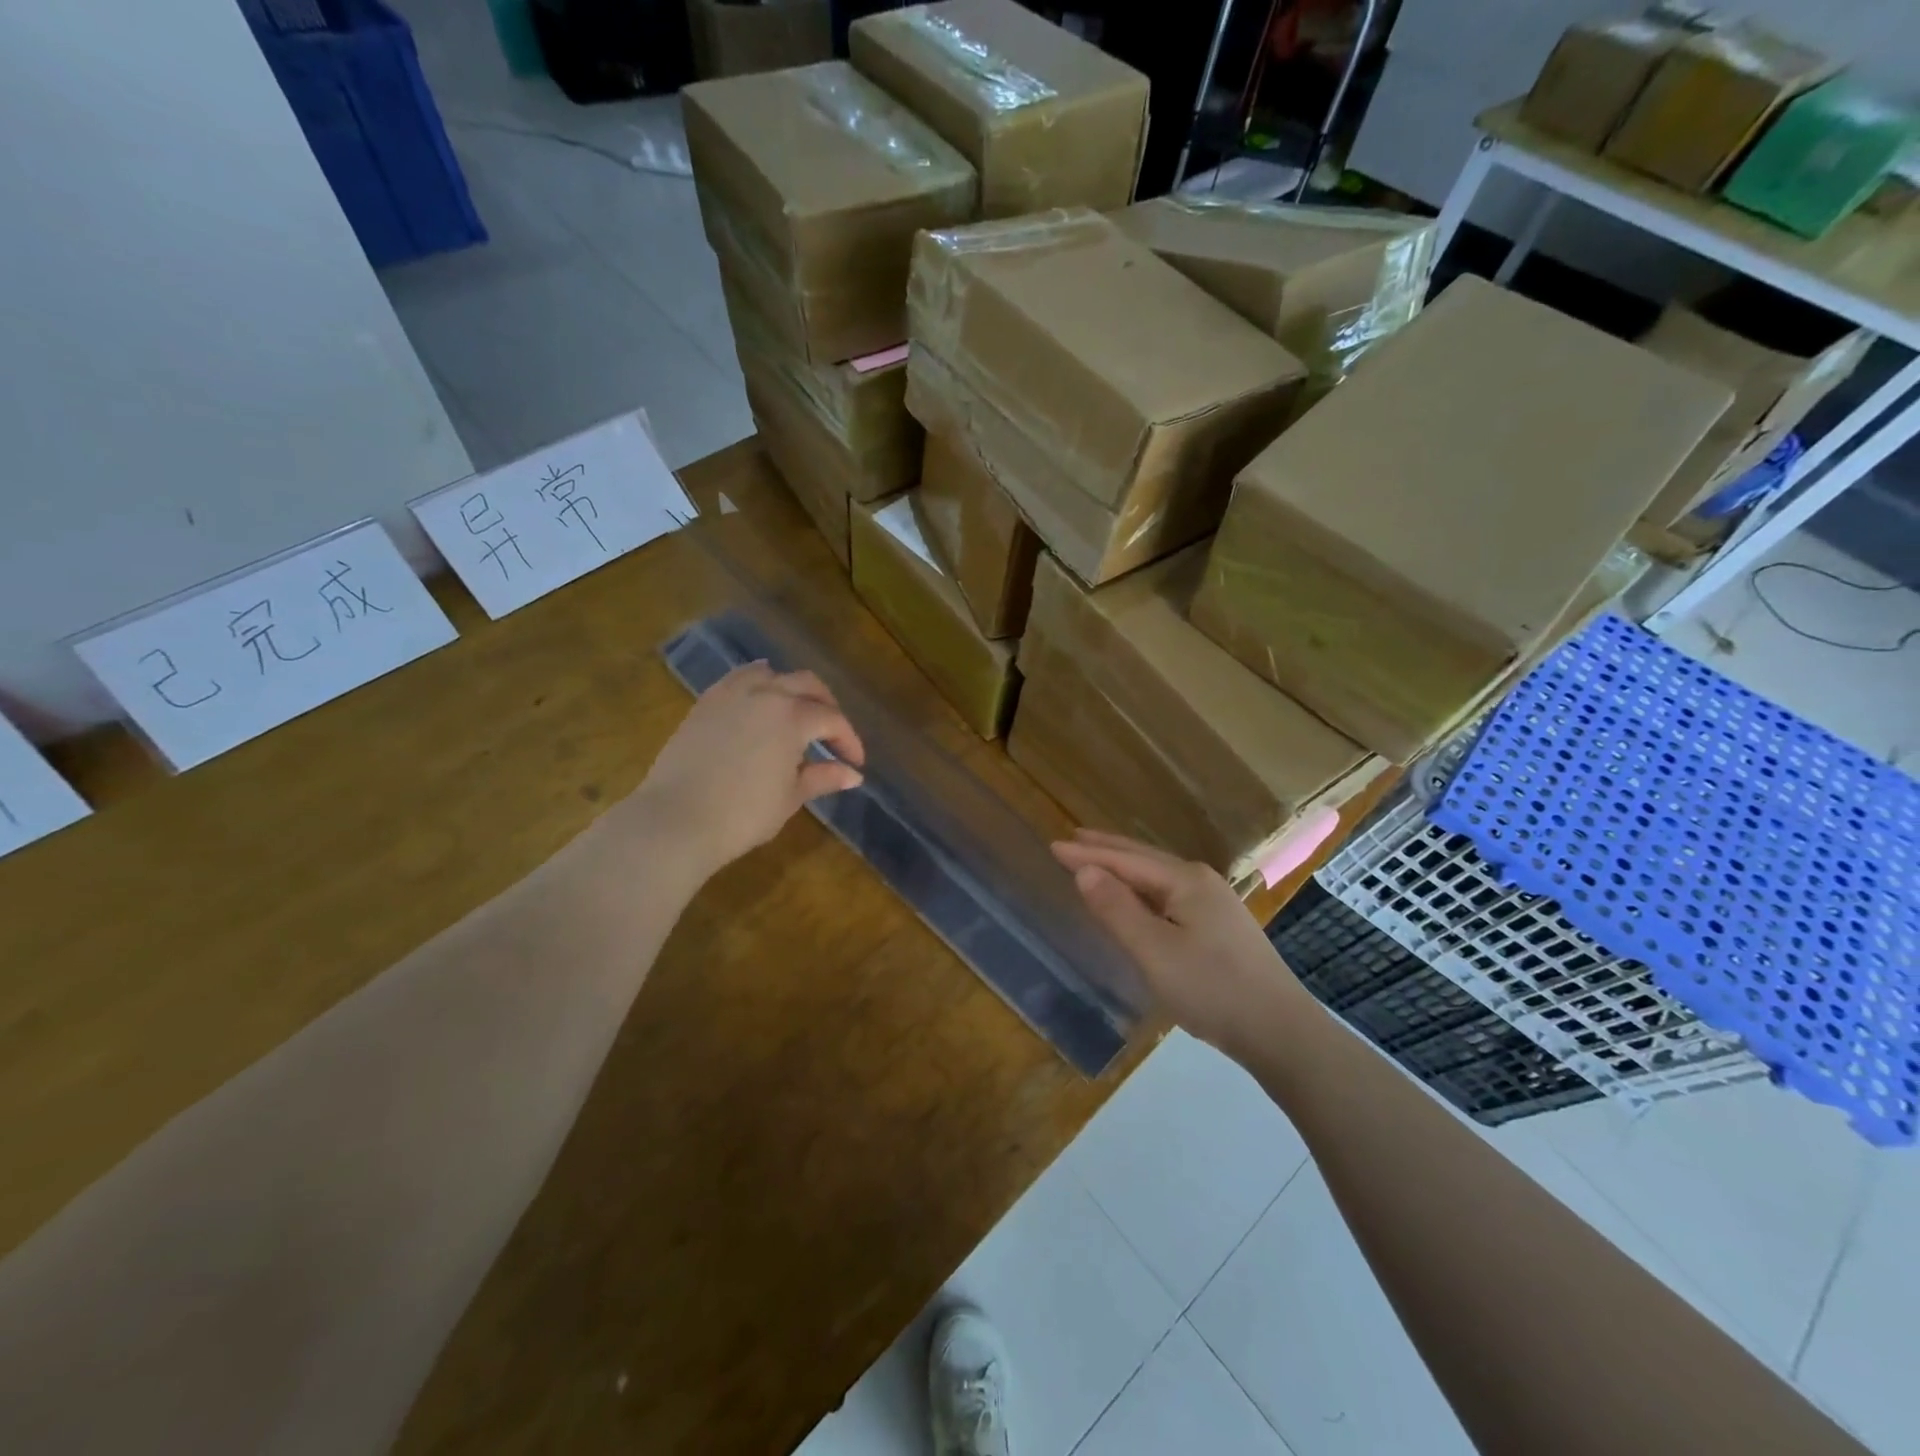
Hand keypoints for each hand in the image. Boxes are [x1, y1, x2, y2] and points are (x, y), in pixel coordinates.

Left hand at [632, 663, 864, 883]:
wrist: (676, 819)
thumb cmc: (743, 814)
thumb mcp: (790, 797)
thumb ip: (823, 778)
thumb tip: (853, 775)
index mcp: (793, 716)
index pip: (832, 720)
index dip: (849, 740)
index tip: (855, 763)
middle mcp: (765, 693)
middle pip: (807, 684)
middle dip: (826, 706)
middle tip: (833, 734)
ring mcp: (731, 694)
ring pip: (771, 674)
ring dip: (791, 688)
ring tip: (797, 711)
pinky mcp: (705, 703)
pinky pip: (738, 680)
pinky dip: (757, 684)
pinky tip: (759, 702)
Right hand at [1052, 830, 1311, 1060]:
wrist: (1281, 1032)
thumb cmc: (1212, 989)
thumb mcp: (1154, 952)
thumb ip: (1117, 909)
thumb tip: (1085, 870)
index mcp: (1185, 880)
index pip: (1125, 860)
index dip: (1087, 854)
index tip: (1053, 846)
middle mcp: (1201, 881)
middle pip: (1144, 859)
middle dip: (1107, 849)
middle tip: (1072, 839)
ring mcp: (1216, 903)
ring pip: (1158, 877)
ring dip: (1125, 867)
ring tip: (1097, 861)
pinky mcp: (1221, 926)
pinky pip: (1170, 894)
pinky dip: (1142, 889)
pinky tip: (1137, 898)